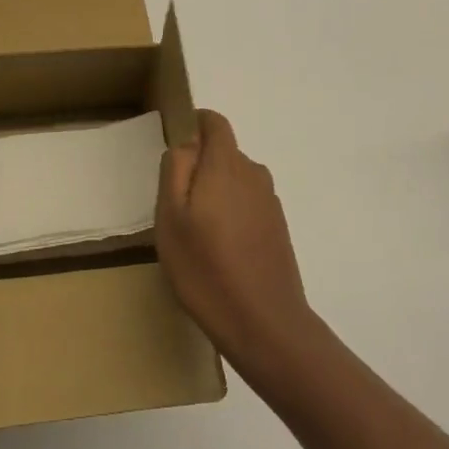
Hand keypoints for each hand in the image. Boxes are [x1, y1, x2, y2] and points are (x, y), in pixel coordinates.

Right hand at [155, 109, 319, 377]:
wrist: (266, 326)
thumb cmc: (207, 269)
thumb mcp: (171, 218)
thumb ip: (175, 170)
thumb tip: (185, 144)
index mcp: (226, 164)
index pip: (214, 122)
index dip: (194, 125)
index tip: (175, 153)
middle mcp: (253, 174)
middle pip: (223, 153)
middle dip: (199, 168)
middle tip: (176, 206)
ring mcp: (270, 202)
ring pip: (234, 181)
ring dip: (215, 194)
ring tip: (196, 235)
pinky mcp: (278, 229)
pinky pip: (247, 205)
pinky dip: (231, 216)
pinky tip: (219, 253)